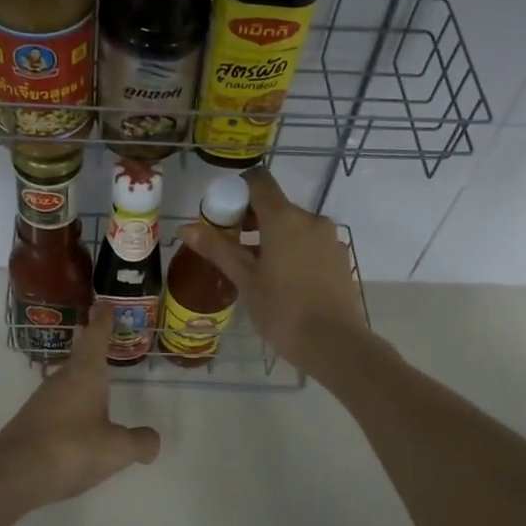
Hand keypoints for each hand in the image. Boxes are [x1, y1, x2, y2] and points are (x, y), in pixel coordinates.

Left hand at [0, 302, 160, 520]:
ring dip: (81, 376)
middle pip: (79, 356)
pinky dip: (73, 404)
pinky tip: (79, 422)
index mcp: (85, 374)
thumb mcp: (116, 449)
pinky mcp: (32, 423)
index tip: (103, 303)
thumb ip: (139, 442)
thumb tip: (152, 441)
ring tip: (96, 379)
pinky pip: (59, 404)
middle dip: (91, 345)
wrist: (11, 475)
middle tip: (100, 333)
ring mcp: (43, 401)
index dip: (103, 321)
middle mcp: (61, 380)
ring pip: (68, 380)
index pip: (96, 338)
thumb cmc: (70, 450)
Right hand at [176, 169, 371, 379]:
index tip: (224, 216)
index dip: (238, 190)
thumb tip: (186, 227)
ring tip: (257, 271)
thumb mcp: (245, 280)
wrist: (334, 344)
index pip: (259, 181)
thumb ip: (217, 249)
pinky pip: (310, 244)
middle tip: (233, 250)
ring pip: (294, 227)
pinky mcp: (340, 258)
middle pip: (276, 206)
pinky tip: (284, 282)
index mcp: (284, 218)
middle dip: (252, 220)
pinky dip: (293, 252)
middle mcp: (311, 219)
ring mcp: (329, 239)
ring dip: (273, 238)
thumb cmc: (282, 310)